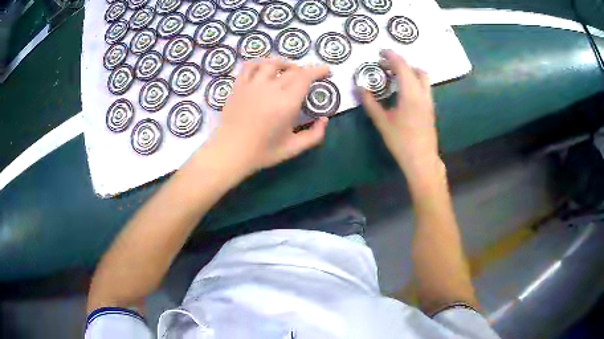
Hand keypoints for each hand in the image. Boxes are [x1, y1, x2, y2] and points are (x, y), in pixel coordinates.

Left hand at [212, 58, 329, 173]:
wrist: (231, 152)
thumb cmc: (262, 152)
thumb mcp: (293, 148)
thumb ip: (314, 135)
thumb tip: (325, 119)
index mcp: (287, 103)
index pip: (305, 77)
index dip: (318, 71)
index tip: (326, 70)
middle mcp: (271, 88)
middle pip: (292, 70)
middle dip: (305, 70)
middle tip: (309, 77)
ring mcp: (252, 85)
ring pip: (271, 63)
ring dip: (284, 64)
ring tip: (288, 70)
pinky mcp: (239, 86)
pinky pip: (249, 66)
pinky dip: (259, 63)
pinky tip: (264, 68)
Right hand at [361, 50, 438, 174]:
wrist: (422, 160)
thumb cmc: (401, 141)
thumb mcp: (382, 122)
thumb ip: (370, 103)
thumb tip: (359, 88)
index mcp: (411, 94)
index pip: (402, 67)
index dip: (392, 56)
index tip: (381, 51)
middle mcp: (423, 94)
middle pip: (417, 70)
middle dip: (403, 63)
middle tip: (387, 66)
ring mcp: (429, 102)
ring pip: (424, 79)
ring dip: (410, 72)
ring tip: (395, 76)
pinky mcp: (431, 109)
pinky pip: (424, 87)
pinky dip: (414, 81)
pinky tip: (403, 91)